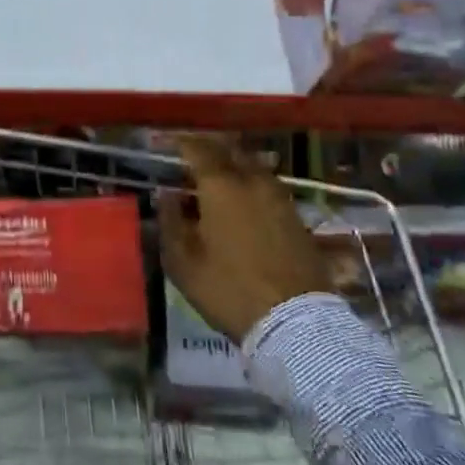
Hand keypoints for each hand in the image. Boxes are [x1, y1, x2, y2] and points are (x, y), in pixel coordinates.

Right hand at [160, 136, 338, 343]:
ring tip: (217, 180)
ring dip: (233, 166)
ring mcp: (280, 197)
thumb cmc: (229, 290)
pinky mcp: (297, 217)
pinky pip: (268, 187)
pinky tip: (243, 202)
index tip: (169, 144)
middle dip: (210, 149)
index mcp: (221, 186)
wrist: (295, 322)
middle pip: (230, 150)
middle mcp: (252, 181)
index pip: (198, 149)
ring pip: (253, 167)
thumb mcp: (184, 263)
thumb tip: (167, 195)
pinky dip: (251, 185)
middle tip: (193, 158)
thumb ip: (171, 222)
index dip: (182, 143)